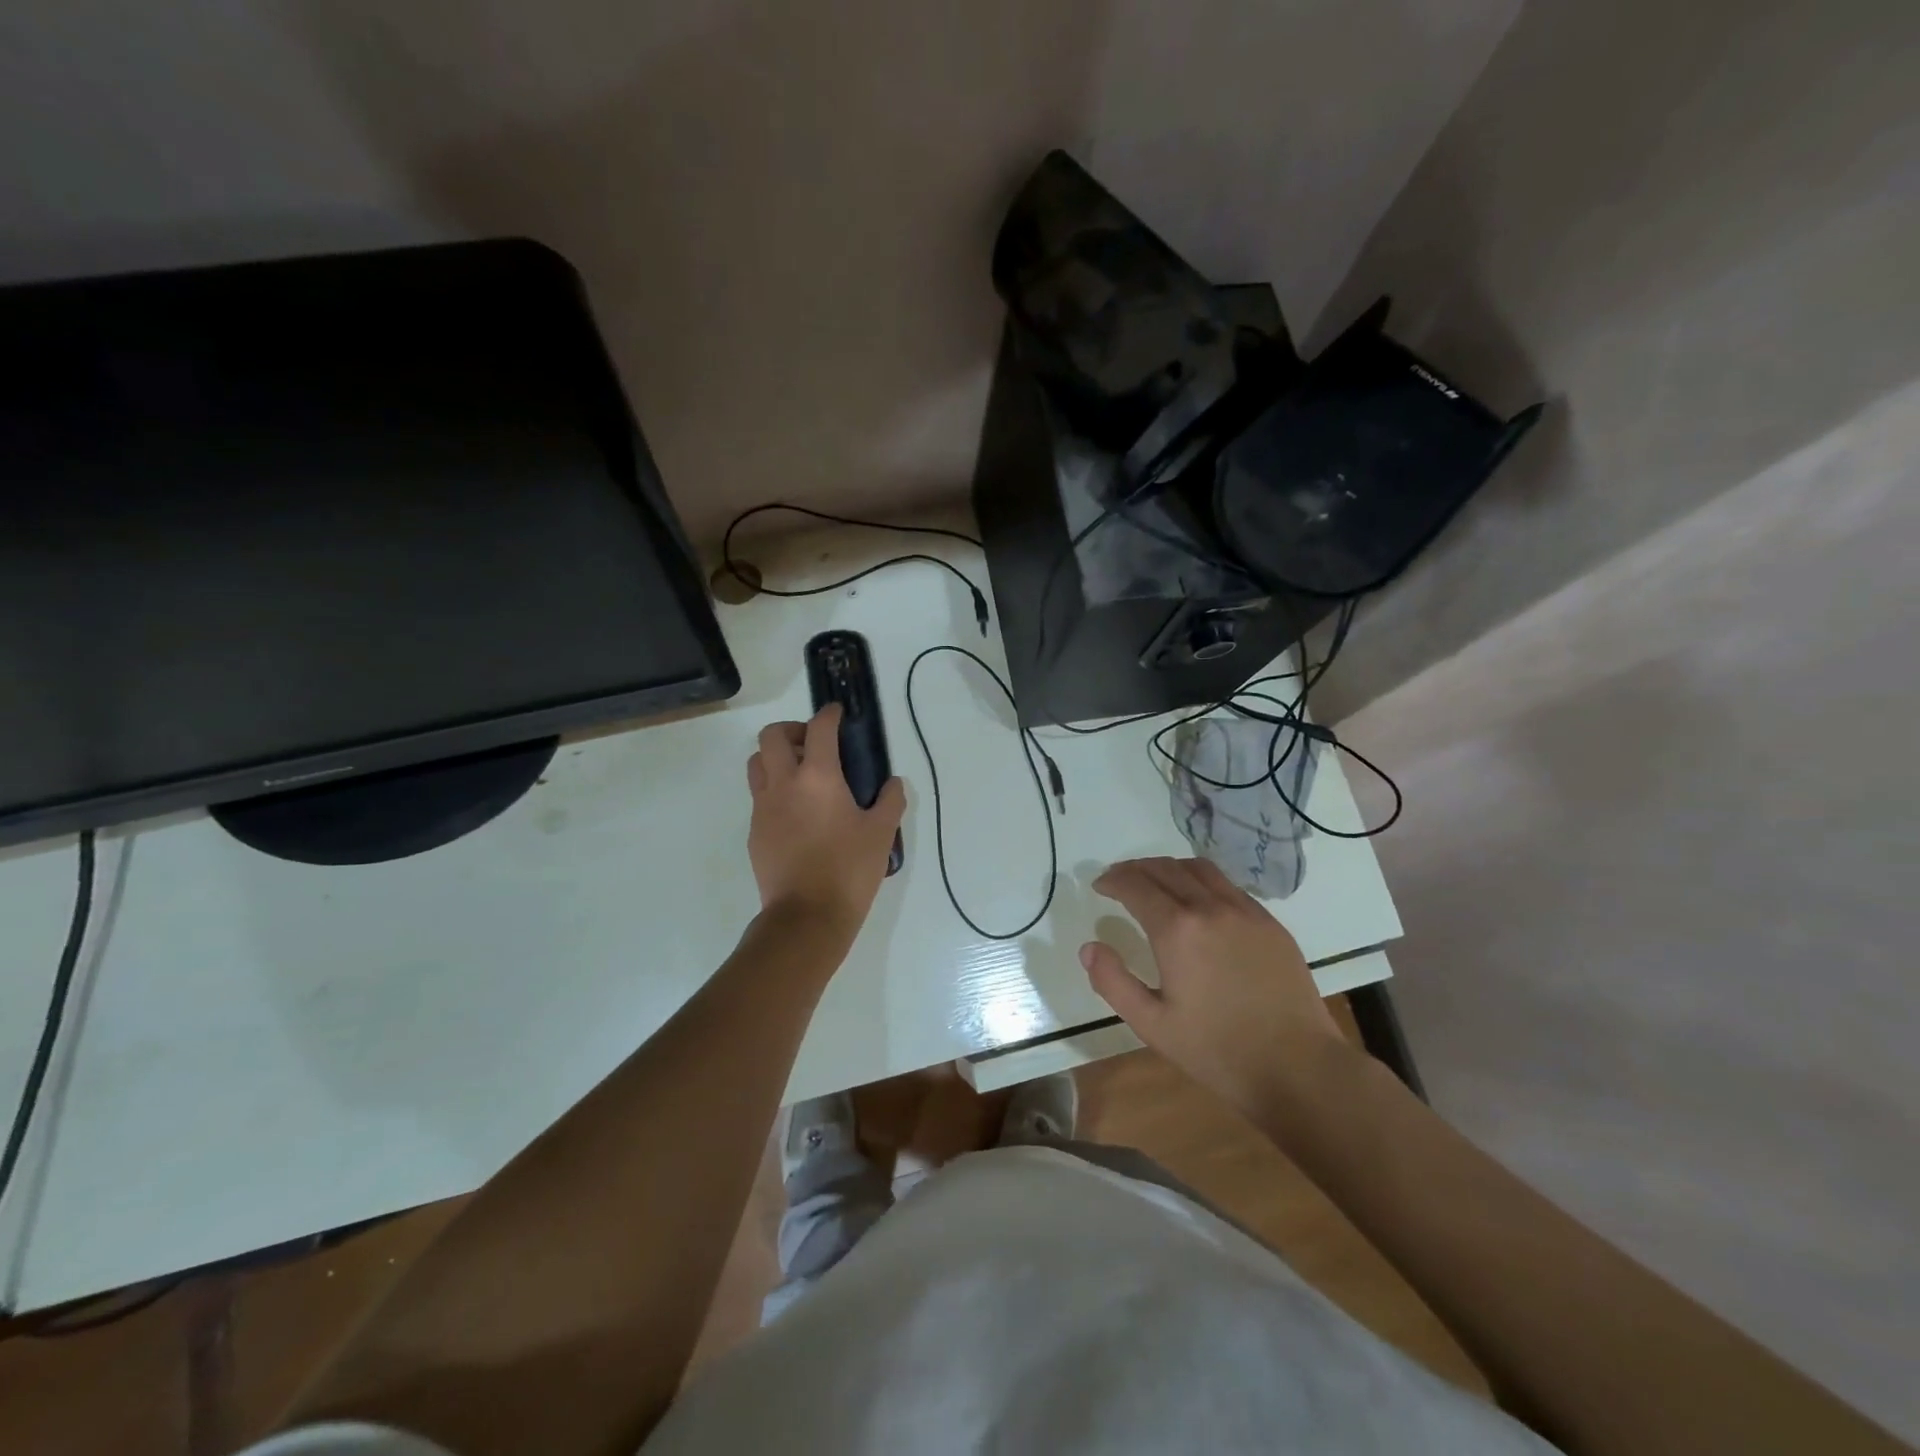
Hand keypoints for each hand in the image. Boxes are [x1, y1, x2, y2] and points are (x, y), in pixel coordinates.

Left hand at [746, 704, 906, 944]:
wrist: (806, 918)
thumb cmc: (849, 870)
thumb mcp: (881, 834)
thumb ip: (890, 801)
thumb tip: (893, 784)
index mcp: (818, 778)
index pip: (819, 729)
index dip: (828, 715)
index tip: (837, 714)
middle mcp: (784, 784)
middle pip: (772, 736)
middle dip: (792, 729)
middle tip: (813, 744)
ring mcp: (763, 808)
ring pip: (757, 763)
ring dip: (776, 757)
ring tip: (801, 774)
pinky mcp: (755, 832)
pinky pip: (759, 797)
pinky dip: (774, 790)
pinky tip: (797, 813)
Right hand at [1081, 857, 1351, 1122]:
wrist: (1298, 1068)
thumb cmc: (1217, 1050)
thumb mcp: (1151, 1024)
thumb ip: (1112, 982)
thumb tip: (1089, 947)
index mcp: (1177, 930)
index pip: (1135, 885)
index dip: (1113, 881)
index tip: (1099, 886)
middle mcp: (1210, 907)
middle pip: (1165, 869)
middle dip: (1136, 869)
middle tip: (1119, 880)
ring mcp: (1245, 911)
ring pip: (1199, 869)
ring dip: (1169, 868)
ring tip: (1155, 882)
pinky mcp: (1270, 922)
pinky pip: (1228, 886)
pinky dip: (1202, 881)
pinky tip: (1198, 901)